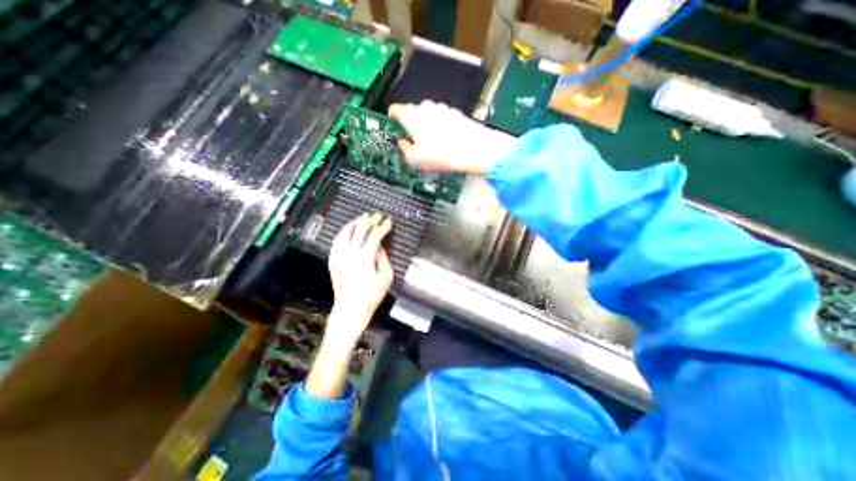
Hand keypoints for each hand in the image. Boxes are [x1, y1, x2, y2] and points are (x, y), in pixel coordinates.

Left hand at [328, 212, 394, 342]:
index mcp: (365, 257)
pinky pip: (337, 240)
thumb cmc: (371, 295)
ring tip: (363, 217)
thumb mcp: (386, 277)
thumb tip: (380, 246)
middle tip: (377, 215)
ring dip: (355, 222)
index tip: (388, 222)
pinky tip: (349, 229)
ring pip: (345, 231)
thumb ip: (383, 258)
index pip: (375, 235)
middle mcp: (350, 253)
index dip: (383, 227)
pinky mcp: (333, 260)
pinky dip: (344, 231)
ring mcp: (339, 256)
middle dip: (370, 220)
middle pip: (360, 229)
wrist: (351, 309)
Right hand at [388, 100, 513, 174]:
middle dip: (411, 125)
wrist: (473, 149)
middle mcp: (425, 106)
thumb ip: (404, 149)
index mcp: (411, 115)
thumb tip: (402, 143)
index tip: (394, 128)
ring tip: (432, 144)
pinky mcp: (455, 113)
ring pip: (428, 115)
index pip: (395, 110)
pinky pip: (442, 118)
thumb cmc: (440, 155)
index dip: (392, 119)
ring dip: (426, 126)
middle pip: (412, 112)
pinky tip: (446, 141)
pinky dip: (440, 127)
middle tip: (414, 142)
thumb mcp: (415, 159)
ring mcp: (442, 108)